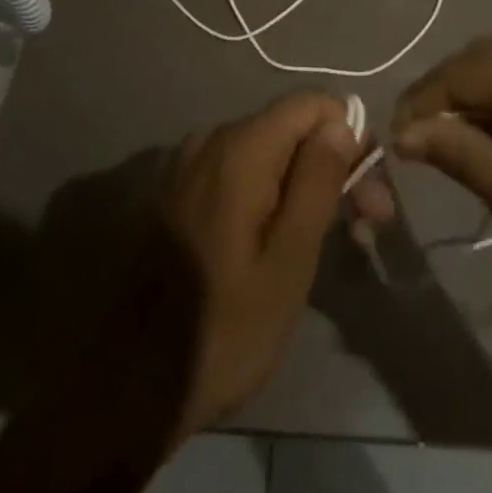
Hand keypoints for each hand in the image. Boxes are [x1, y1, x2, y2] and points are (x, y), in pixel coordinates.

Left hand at [158, 91, 374, 438]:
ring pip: (266, 150)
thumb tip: (342, 122)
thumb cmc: (220, 331)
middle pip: (290, 127)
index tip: (368, 192)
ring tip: (328, 240)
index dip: (350, 135)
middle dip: (332, 165)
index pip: (312, 104)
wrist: (124, 389)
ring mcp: (188, 163)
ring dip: (302, 182)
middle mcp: (212, 139)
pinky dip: (267, 192)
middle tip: (366, 225)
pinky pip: (236, 171)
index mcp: (241, 148)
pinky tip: (278, 239)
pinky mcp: (176, 190)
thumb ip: (317, 182)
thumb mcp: (288, 263)